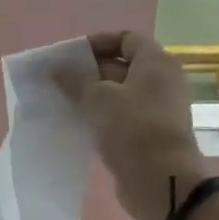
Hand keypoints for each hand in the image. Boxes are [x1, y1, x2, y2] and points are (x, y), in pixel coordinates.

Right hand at [72, 31, 207, 219]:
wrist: (161, 181)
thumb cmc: (133, 129)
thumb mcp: (99, 99)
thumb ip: (76, 80)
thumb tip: (57, 69)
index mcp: (156, 63)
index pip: (126, 38)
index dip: (98, 43)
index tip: (70, 56)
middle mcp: (161, 82)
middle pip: (122, 66)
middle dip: (90, 72)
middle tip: (58, 82)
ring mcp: (156, 111)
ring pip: (119, 96)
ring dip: (92, 98)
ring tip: (62, 103)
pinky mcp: (148, 136)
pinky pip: (121, 119)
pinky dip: (101, 119)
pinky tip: (77, 125)